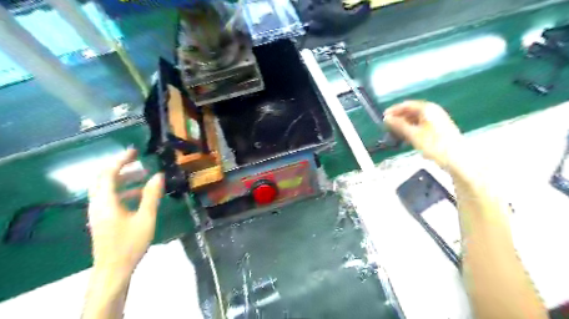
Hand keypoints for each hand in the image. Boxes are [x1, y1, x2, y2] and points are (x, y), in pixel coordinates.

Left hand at [88, 150, 163, 273]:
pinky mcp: (101, 219)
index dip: (121, 160)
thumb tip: (158, 175)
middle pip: (103, 179)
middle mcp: (97, 204)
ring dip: (123, 179)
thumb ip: (151, 195)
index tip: (135, 151)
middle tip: (138, 161)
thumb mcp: (145, 218)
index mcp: (106, 202)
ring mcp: (97, 212)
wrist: (113, 270)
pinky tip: (139, 195)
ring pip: (106, 188)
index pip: (109, 173)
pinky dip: (123, 191)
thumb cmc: (130, 243)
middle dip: (120, 167)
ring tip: (143, 177)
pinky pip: (109, 198)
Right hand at [385, 101, 463, 167]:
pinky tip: (406, 137)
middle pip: (411, 111)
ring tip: (394, 133)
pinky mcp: (439, 129)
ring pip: (416, 119)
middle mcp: (433, 111)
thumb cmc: (435, 145)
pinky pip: (421, 125)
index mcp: (427, 109)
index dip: (393, 110)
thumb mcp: (413, 135)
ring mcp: (437, 120)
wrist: (458, 159)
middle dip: (398, 118)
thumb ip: (399, 125)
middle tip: (387, 127)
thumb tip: (386, 119)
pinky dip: (412, 129)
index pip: (406, 105)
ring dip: (404, 124)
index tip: (382, 117)